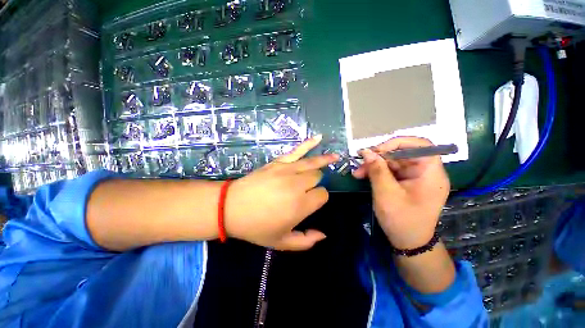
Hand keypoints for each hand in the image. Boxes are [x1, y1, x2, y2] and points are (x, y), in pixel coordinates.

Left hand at [225, 135, 338, 250]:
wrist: (231, 207)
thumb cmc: (256, 226)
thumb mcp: (281, 242)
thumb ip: (305, 241)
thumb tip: (323, 234)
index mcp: (301, 205)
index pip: (323, 195)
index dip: (320, 198)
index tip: (311, 201)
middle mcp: (298, 185)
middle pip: (318, 177)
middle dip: (316, 183)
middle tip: (307, 189)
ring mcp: (288, 170)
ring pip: (313, 164)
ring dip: (323, 162)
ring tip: (335, 158)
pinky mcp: (279, 162)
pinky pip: (298, 150)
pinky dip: (309, 143)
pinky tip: (319, 138)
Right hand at [353, 137, 449, 249]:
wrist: (409, 242)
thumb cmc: (401, 220)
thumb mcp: (386, 194)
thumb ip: (377, 171)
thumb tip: (367, 152)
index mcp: (431, 173)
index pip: (421, 145)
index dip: (398, 143)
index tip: (377, 151)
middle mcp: (426, 172)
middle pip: (403, 153)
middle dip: (379, 157)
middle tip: (360, 163)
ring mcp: (416, 177)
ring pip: (394, 162)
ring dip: (375, 165)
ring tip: (358, 173)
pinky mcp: (407, 182)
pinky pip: (391, 171)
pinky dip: (377, 172)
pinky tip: (364, 176)